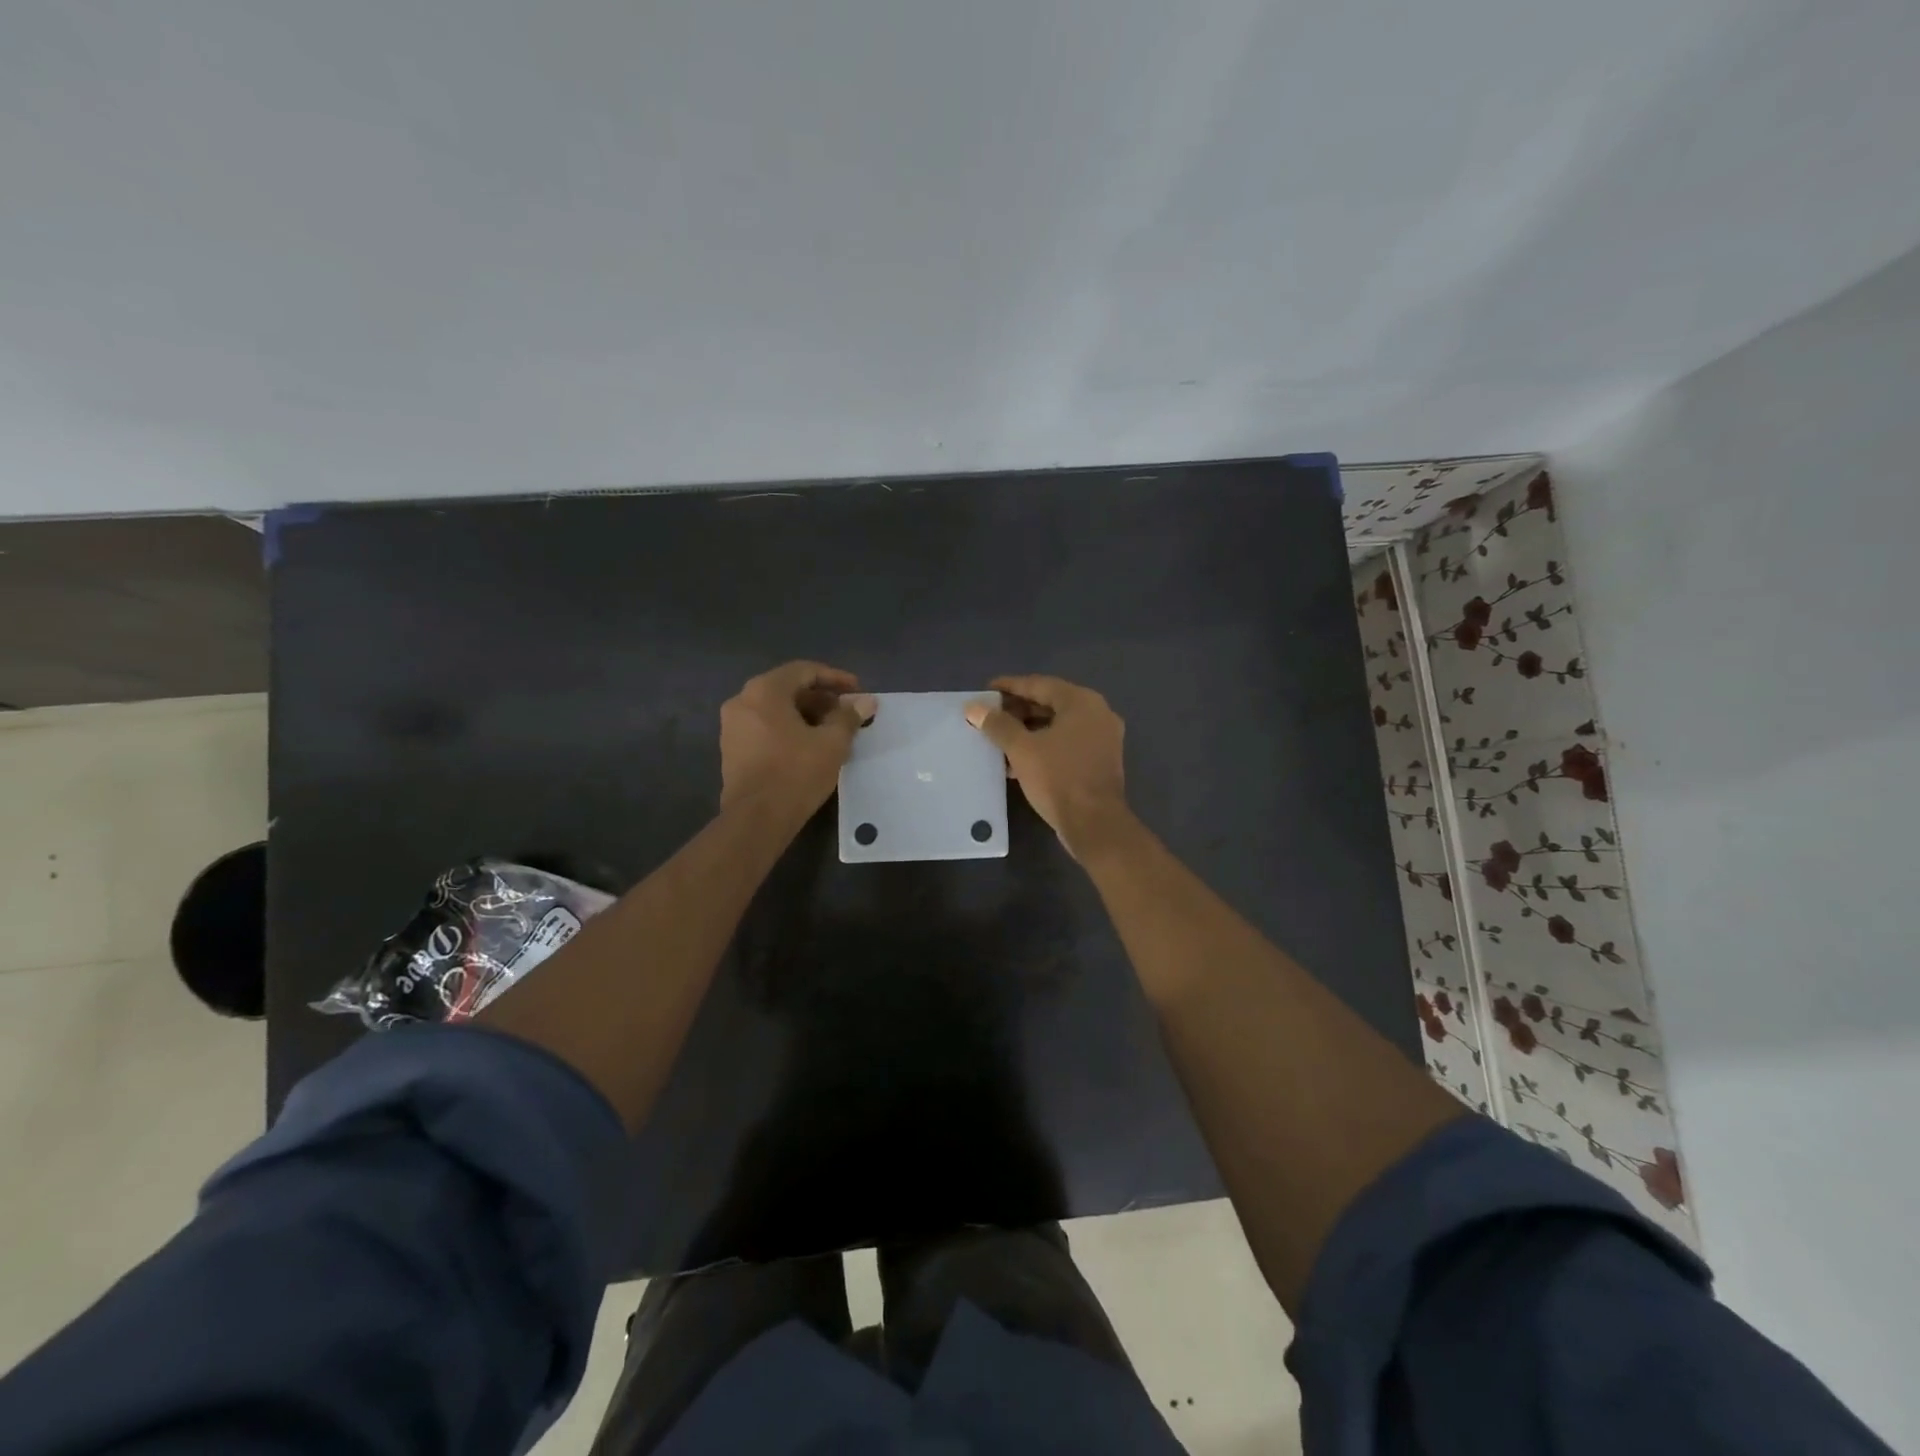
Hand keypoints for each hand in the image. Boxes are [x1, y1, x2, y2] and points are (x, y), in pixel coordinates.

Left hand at [720, 661, 876, 816]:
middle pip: (788, 689)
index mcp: (764, 691)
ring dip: (806, 715)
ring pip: (776, 709)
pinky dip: (788, 729)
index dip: (835, 678)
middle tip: (847, 713)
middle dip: (821, 699)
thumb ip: (848, 717)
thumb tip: (866, 702)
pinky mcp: (732, 749)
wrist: (756, 819)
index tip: (858, 691)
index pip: (804, 671)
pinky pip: (765, 727)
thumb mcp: (832, 743)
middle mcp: (742, 701)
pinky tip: (810, 746)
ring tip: (833, 731)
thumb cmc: (796, 773)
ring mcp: (732, 726)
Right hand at [965, 675, 1130, 857]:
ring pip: (1058, 725)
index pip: (1039, 684)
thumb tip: (974, 708)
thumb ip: (998, 725)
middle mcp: (1097, 714)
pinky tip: (1017, 759)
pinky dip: (1043, 745)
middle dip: (1018, 710)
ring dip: (1028, 730)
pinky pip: (1066, 743)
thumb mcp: (1022, 749)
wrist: (1094, 824)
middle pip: (1050, 703)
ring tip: (998, 738)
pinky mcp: (1099, 761)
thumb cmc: (1058, 778)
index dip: (1009, 686)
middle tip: (989, 716)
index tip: (985, 691)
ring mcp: (1102, 738)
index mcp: (1082, 702)